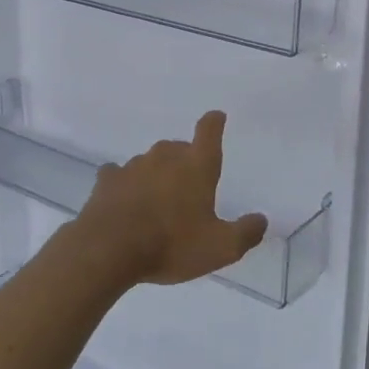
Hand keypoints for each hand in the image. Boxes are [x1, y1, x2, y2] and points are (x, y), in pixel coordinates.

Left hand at [76, 111, 269, 286]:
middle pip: (179, 148)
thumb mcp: (220, 248)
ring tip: (157, 204)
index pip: (209, 130)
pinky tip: (124, 200)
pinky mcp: (107, 180)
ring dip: (156, 176)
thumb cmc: (171, 244)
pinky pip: (119, 174)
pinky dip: (125, 184)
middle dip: (185, 162)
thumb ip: (245, 233)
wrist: (108, 250)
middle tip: (188, 189)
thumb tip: (261, 220)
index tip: (217, 118)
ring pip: (150, 162)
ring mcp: (133, 165)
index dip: (214, 122)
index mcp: (197, 166)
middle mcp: (166, 157)